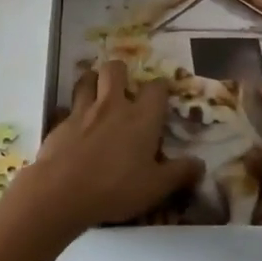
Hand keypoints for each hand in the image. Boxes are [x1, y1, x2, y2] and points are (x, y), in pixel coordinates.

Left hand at [4, 62, 201, 235]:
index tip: (162, 95)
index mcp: (141, 117)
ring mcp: (84, 110)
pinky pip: (68, 105)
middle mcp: (113, 105)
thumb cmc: (116, 188)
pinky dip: (73, 109)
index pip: (156, 88)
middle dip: (121, 72)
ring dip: (93, 81)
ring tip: (97, 93)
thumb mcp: (156, 187)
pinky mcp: (61, 121)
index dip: (161, 87)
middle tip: (124, 88)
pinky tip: (75, 124)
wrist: (63, 190)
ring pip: (87, 79)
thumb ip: (179, 173)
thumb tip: (200, 164)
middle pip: (115, 69)